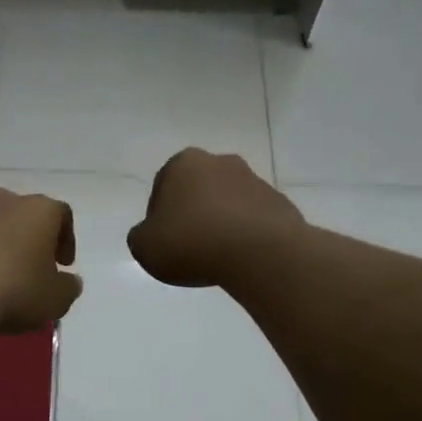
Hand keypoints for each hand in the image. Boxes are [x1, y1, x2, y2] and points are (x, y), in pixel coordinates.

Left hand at [0, 189, 82, 333]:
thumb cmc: (13, 292)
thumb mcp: (56, 300)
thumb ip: (68, 287)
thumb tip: (67, 281)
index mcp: (37, 210)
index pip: (61, 215)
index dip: (66, 239)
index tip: (63, 265)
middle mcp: (2, 201)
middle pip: (23, 216)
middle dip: (30, 240)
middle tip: (32, 270)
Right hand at [128, 149, 304, 288]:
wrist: (259, 253)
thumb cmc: (191, 242)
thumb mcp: (143, 246)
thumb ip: (141, 236)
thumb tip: (152, 234)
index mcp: (183, 163)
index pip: (162, 187)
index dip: (159, 217)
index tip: (163, 241)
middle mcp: (220, 162)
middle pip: (198, 190)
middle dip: (192, 213)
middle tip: (188, 247)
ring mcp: (254, 180)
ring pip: (227, 203)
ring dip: (220, 223)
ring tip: (216, 257)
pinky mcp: (280, 203)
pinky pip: (253, 220)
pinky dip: (245, 235)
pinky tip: (241, 258)